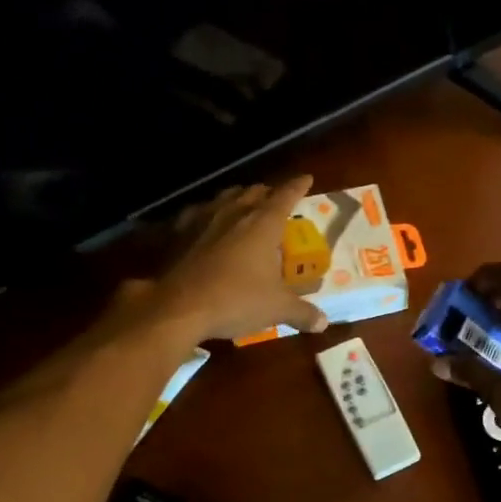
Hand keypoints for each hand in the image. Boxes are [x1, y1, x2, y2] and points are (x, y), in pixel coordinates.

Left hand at [119, 176, 328, 343]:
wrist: (178, 306)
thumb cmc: (236, 300)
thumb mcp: (277, 309)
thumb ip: (302, 313)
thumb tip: (323, 323)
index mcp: (263, 223)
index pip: (286, 195)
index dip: (298, 186)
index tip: (307, 178)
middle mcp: (234, 212)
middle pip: (254, 192)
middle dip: (267, 193)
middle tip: (275, 200)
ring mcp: (203, 218)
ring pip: (225, 197)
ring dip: (238, 198)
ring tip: (244, 206)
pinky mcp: (178, 231)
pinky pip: (198, 213)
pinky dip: (208, 214)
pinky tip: (206, 224)